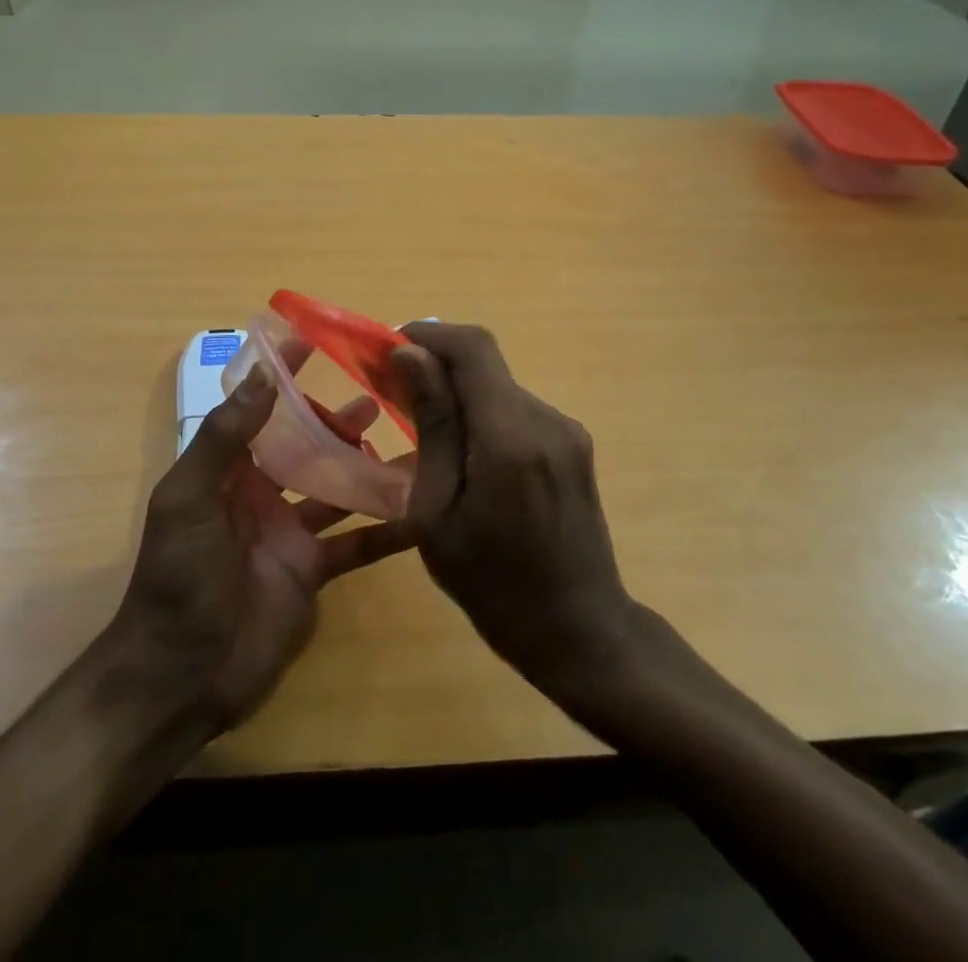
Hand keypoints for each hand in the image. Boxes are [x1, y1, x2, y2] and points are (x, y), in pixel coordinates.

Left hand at [107, 364, 414, 732]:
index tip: (315, 341)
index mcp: (227, 470)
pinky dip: (385, 530)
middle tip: (381, 395)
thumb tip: (263, 373)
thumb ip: (224, 437)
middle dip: (336, 420)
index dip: (282, 376)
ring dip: (366, 465)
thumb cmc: (178, 578)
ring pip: (336, 488)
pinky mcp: (312, 572)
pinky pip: (355, 544)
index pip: (258, 409)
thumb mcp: (188, 498)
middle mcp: (261, 493)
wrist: (181, 676)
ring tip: (410, 439)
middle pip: (305, 445)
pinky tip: (420, 512)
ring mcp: (290, 533)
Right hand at [390, 323, 637, 696]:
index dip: (427, 335)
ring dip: (458, 392)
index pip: (472, 348)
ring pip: (498, 386)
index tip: (386, 350)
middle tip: (391, 393)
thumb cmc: (494, 586)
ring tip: (422, 430)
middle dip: (435, 365)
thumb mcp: (439, 513)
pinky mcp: (573, 443)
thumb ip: (432, 425)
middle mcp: (547, 419)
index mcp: (511, 438)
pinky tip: (463, 454)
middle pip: (484, 364)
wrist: (581, 632)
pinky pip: (516, 410)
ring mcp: (566, 430)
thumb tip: (410, 355)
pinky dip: (482, 414)